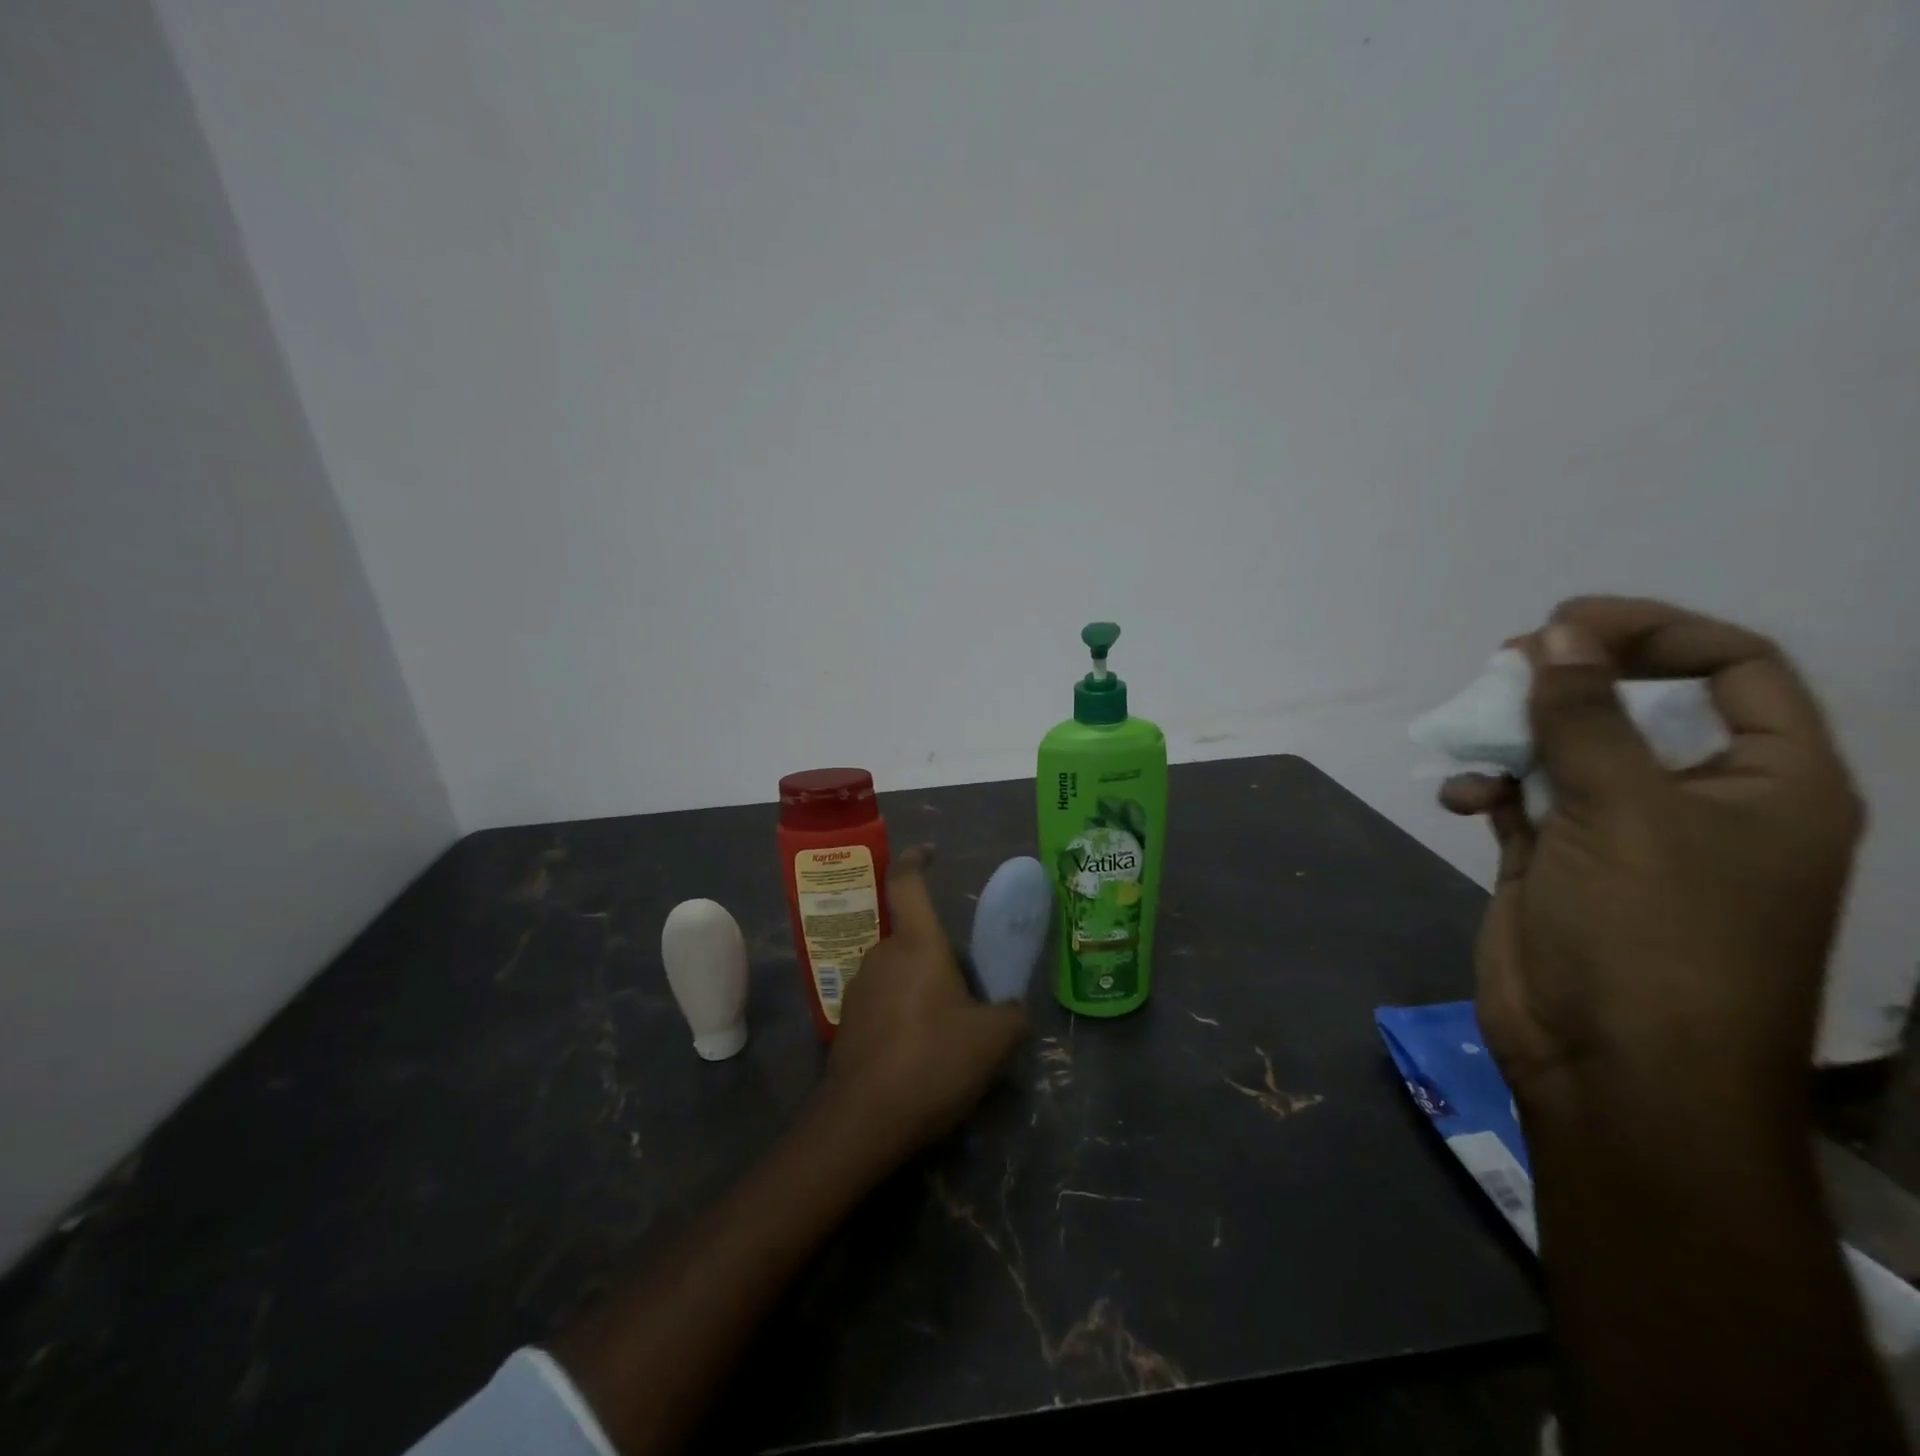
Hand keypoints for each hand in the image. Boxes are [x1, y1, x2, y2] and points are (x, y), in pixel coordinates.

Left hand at [815, 846, 1028, 1160]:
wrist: (863, 1121)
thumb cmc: (932, 1063)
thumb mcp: (993, 1040)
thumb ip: (1012, 1013)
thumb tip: (1013, 1008)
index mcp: (917, 945)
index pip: (908, 884)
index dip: (917, 861)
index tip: (931, 853)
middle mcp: (882, 955)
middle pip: (915, 940)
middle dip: (941, 958)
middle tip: (971, 996)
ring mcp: (859, 988)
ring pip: (900, 973)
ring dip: (923, 989)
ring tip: (949, 1034)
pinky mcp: (848, 1022)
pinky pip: (884, 1003)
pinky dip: (904, 1015)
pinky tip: (919, 1056)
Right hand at [1441, 597, 1862, 1117]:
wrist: (1610, 1064)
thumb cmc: (1654, 934)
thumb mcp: (1625, 810)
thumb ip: (1585, 716)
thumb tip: (1556, 634)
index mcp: (1768, 781)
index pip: (1732, 668)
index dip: (1653, 632)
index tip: (1564, 624)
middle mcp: (1699, 799)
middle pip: (1636, 703)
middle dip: (1568, 679)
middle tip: (1503, 664)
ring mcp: (1621, 832)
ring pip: (1566, 748)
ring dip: (1514, 734)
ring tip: (1470, 732)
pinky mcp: (1557, 860)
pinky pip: (1521, 797)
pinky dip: (1488, 787)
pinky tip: (1461, 800)